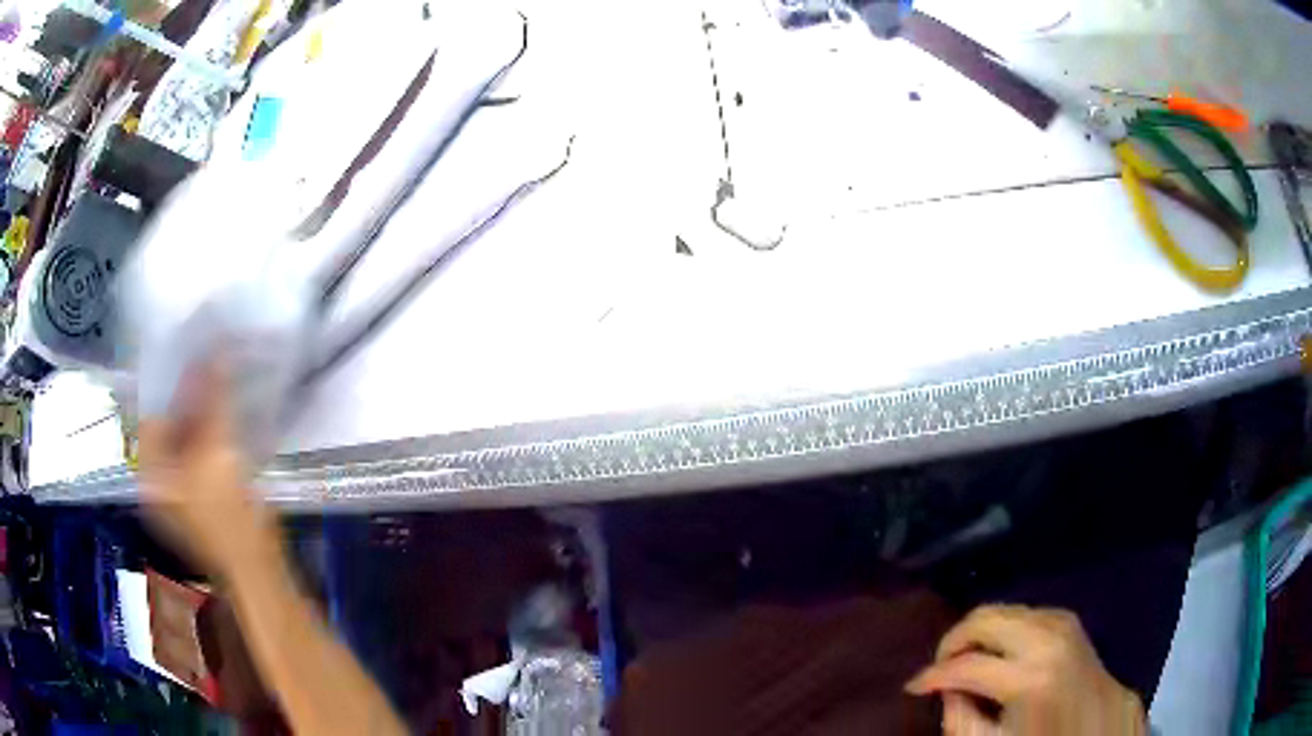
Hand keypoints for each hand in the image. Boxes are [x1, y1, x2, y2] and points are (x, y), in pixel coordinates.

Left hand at [138, 361, 278, 578]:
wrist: (258, 568)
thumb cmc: (228, 515)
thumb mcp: (217, 451)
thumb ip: (213, 397)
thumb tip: (214, 346)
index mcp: (150, 469)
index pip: (152, 409)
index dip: (170, 379)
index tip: (192, 351)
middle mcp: (158, 476)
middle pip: (169, 423)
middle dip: (189, 395)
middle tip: (211, 362)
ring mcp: (179, 489)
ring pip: (187, 437)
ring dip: (203, 411)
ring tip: (222, 382)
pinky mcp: (200, 495)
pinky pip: (200, 452)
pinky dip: (212, 432)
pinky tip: (228, 416)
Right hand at [905, 605, 1144, 735]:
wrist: (1102, 727)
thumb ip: (961, 720)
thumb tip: (947, 691)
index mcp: (1029, 678)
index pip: (965, 666)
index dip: (931, 676)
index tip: (912, 686)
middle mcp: (1047, 639)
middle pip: (985, 618)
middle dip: (953, 640)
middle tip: (939, 667)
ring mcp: (1063, 624)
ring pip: (1005, 609)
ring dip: (979, 632)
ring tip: (968, 661)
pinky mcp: (1070, 621)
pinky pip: (1026, 612)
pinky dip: (1005, 627)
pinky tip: (1001, 652)